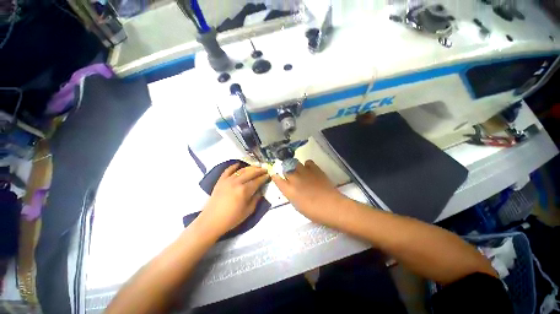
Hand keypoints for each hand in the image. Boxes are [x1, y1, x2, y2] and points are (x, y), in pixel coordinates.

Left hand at [198, 163, 268, 237]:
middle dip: (259, 170)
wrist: (211, 221)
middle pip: (251, 173)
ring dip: (250, 167)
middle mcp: (237, 182)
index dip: (264, 177)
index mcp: (244, 190)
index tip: (268, 175)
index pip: (257, 181)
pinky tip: (238, 164)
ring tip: (256, 167)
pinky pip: (228, 170)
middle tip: (265, 169)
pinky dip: (234, 166)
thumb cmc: (232, 218)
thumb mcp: (248, 211)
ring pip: (241, 170)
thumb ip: (256, 199)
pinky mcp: (221, 180)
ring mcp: (228, 180)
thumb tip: (260, 190)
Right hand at [272, 160, 345, 225]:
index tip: (275, 176)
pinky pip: (308, 162)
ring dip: (295, 167)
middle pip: (285, 169)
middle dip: (286, 171)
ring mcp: (305, 172)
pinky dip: (307, 165)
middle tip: (290, 176)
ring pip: (295, 163)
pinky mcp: (315, 169)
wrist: (331, 206)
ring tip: (300, 171)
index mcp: (289, 190)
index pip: (277, 179)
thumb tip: (289, 187)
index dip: (275, 177)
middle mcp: (294, 179)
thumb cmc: (313, 211)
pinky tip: (309, 170)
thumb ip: (291, 194)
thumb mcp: (297, 205)